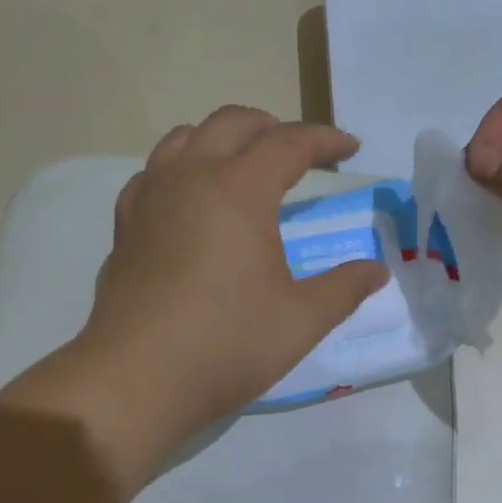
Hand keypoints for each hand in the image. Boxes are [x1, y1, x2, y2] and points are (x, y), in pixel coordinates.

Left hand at [65, 107, 387, 465]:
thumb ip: (344, 288)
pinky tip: (189, 196)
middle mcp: (191, 178)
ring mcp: (150, 198)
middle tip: (300, 151)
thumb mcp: (301, 320)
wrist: (134, 379)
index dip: (325, 140)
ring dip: (222, 137)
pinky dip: (181, 166)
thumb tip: (376, 271)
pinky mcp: (125, 225)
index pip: (289, 143)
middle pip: (233, 123)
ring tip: (244, 162)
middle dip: (273, 127)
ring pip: (185, 137)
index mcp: (239, 190)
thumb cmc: (226, 344)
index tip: (350, 146)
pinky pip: (153, 171)